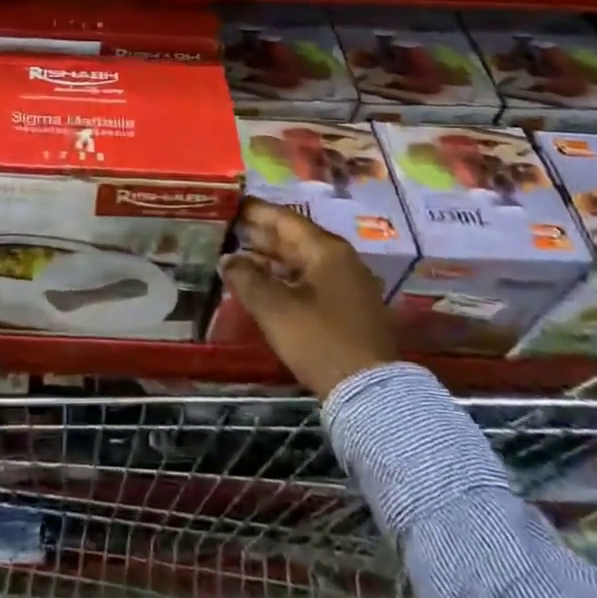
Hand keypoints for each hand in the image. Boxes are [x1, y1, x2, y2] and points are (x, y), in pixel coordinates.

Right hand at [219, 198, 397, 398]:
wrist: (370, 393)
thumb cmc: (319, 340)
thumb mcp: (274, 308)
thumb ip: (246, 277)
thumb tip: (226, 258)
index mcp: (326, 250)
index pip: (285, 218)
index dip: (255, 211)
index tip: (230, 204)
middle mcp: (342, 259)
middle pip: (295, 238)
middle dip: (261, 234)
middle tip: (228, 228)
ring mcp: (349, 284)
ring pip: (302, 261)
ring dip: (271, 258)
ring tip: (238, 255)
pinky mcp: (350, 308)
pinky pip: (311, 280)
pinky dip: (286, 277)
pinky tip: (264, 284)